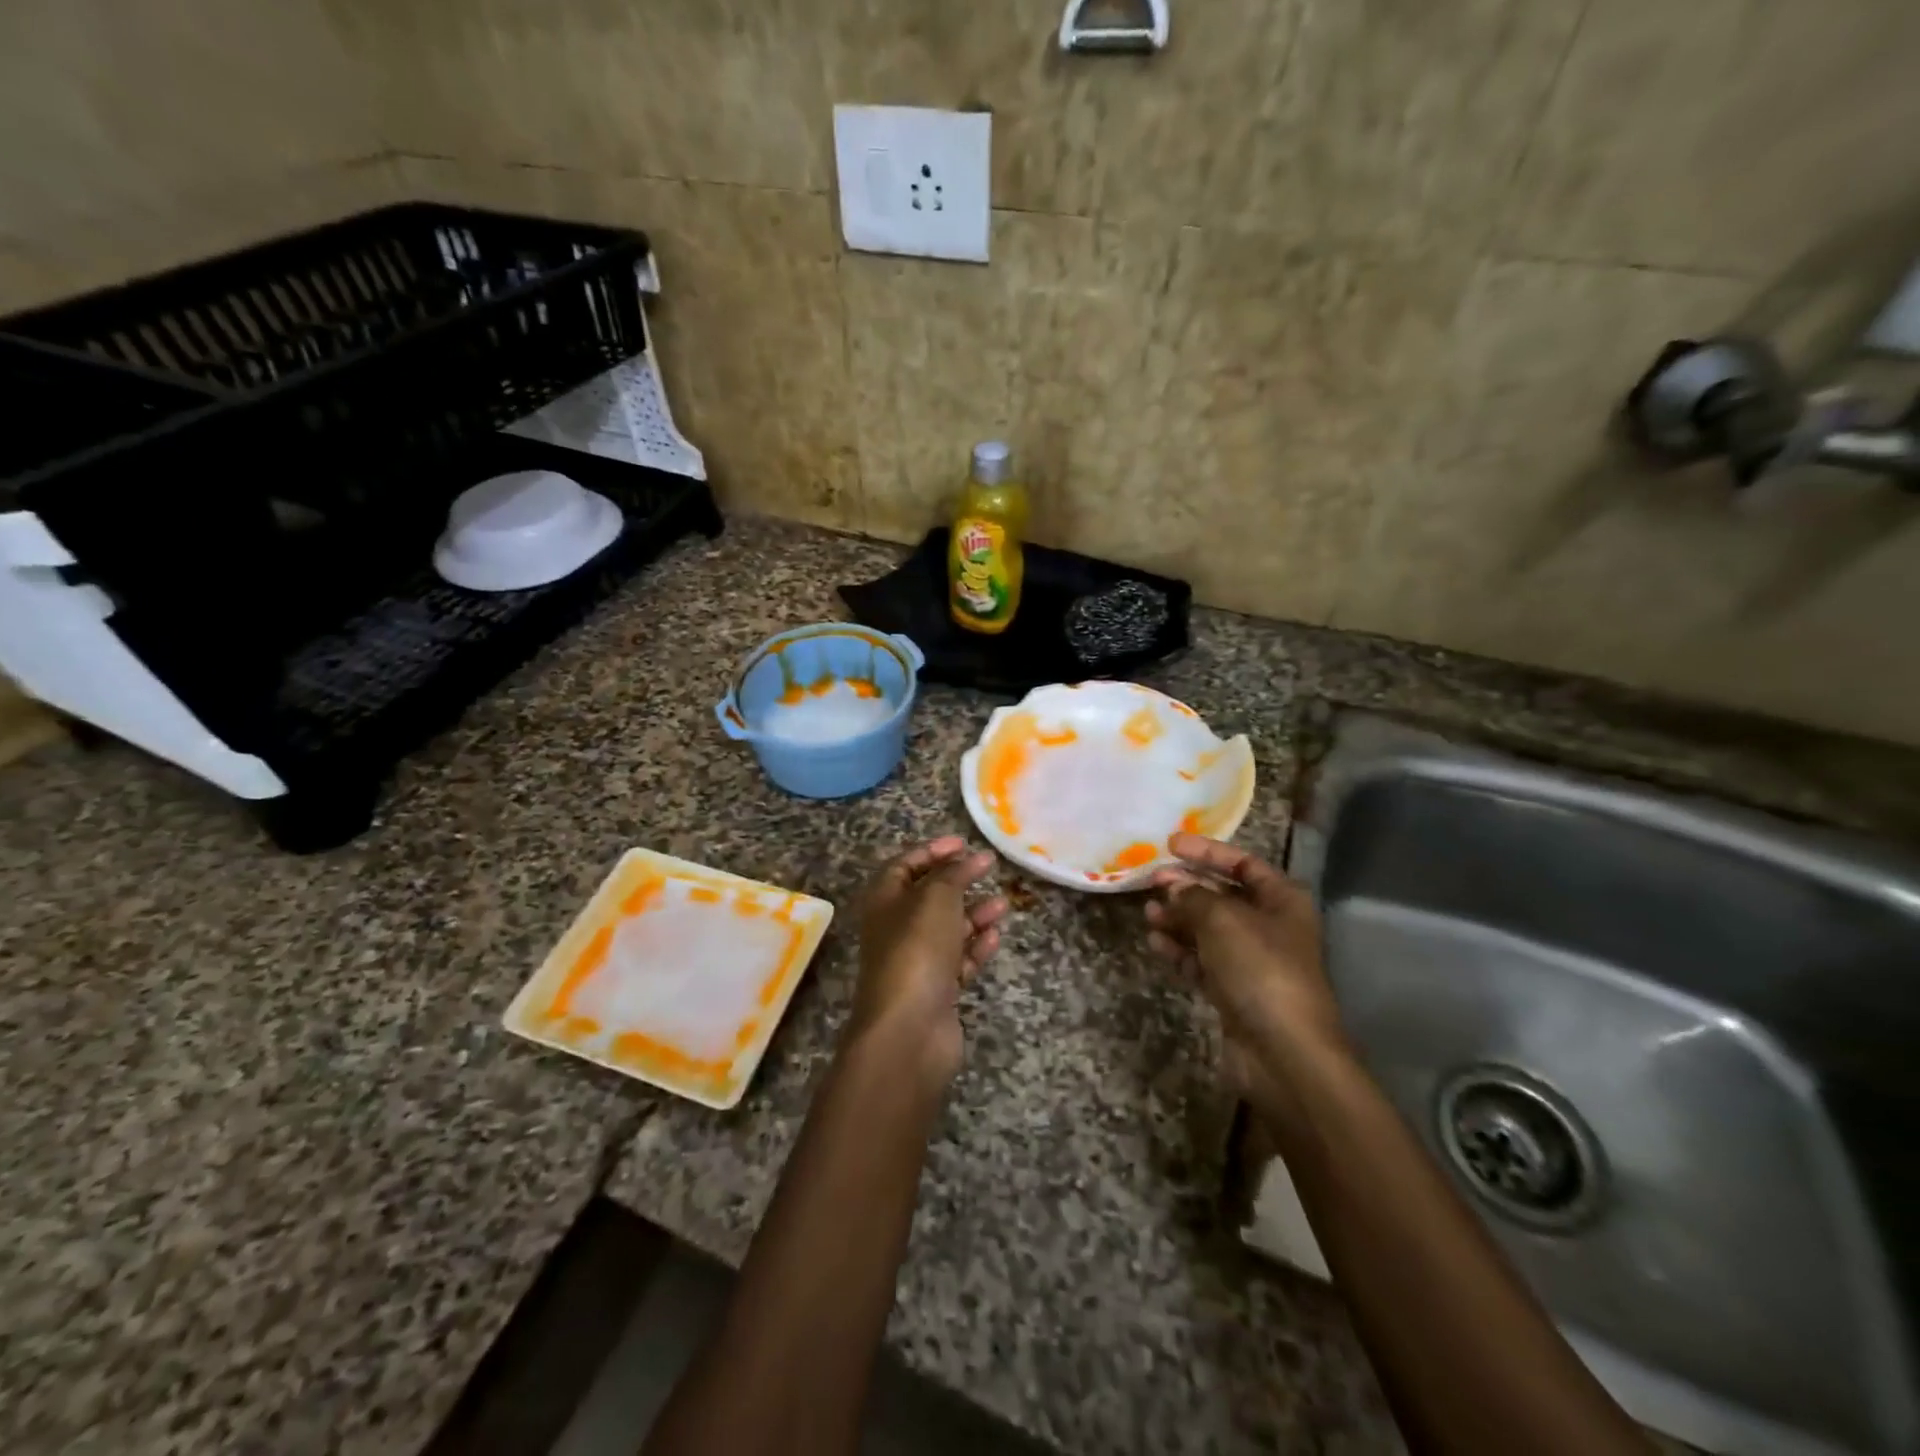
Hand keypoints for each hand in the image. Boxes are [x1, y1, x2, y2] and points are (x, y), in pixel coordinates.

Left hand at [849, 837, 1006, 1087]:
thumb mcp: (935, 898)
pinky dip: (976, 947)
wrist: (909, 1030)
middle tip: (988, 869)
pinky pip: (958, 961)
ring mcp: (916, 962)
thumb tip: (969, 857)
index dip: (932, 851)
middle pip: (928, 897)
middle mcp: (896, 929)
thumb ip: (953, 874)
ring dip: (974, 914)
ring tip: (1002, 904)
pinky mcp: (936, 991)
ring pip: (948, 929)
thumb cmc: (916, 950)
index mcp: (884, 901)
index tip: (964, 843)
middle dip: (958, 881)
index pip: (904, 865)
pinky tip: (995, 937)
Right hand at [1144, 833, 1344, 1113]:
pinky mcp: (1233, 991)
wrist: (1283, 1052)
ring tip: (1148, 913)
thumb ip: (1193, 895)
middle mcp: (1270, 926)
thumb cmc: (1260, 969)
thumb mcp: (1223, 919)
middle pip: (1222, 895)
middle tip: (1151, 880)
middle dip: (1187, 886)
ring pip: (1207, 929)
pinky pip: (1201, 960)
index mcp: (1282, 900)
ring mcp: (1251, 961)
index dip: (1207, 851)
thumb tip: (1172, 885)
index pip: (1242, 863)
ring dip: (1178, 918)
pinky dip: (1179, 949)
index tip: (1170, 843)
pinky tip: (1155, 942)